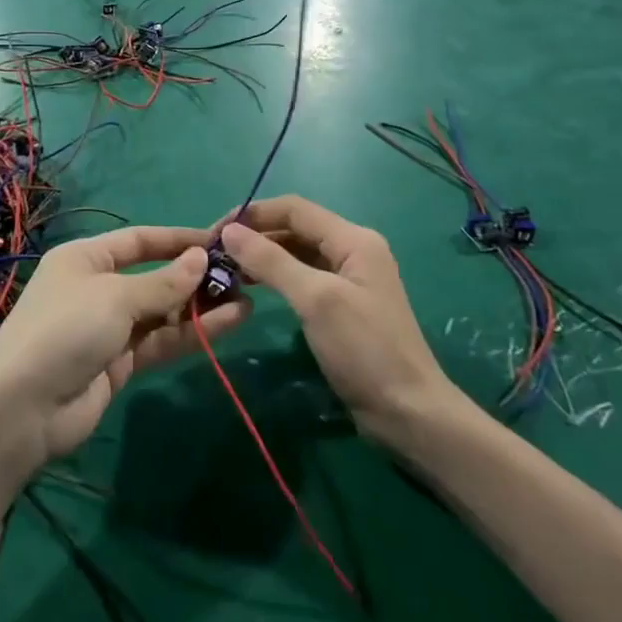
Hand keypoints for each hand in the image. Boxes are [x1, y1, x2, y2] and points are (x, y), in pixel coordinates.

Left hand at [0, 226, 250, 464]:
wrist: (23, 409)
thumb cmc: (66, 330)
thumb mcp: (116, 297)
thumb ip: (163, 282)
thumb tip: (202, 258)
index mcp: (86, 259)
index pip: (140, 241)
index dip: (178, 240)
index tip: (220, 241)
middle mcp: (98, 288)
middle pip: (154, 276)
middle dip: (194, 277)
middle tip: (241, 276)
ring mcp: (109, 328)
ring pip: (162, 312)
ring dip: (200, 307)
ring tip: (246, 300)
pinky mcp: (119, 364)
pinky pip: (160, 341)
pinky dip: (191, 333)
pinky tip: (229, 324)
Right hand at [220, 197, 451, 447]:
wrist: (408, 412)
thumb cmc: (363, 349)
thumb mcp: (315, 299)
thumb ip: (272, 261)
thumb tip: (230, 231)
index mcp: (353, 239)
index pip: (294, 208)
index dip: (253, 214)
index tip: (215, 231)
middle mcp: (352, 250)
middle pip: (295, 228)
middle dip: (255, 235)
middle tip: (214, 254)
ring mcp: (348, 278)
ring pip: (297, 253)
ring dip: (263, 256)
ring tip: (225, 270)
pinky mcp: (342, 305)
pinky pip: (302, 277)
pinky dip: (276, 277)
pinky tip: (250, 287)